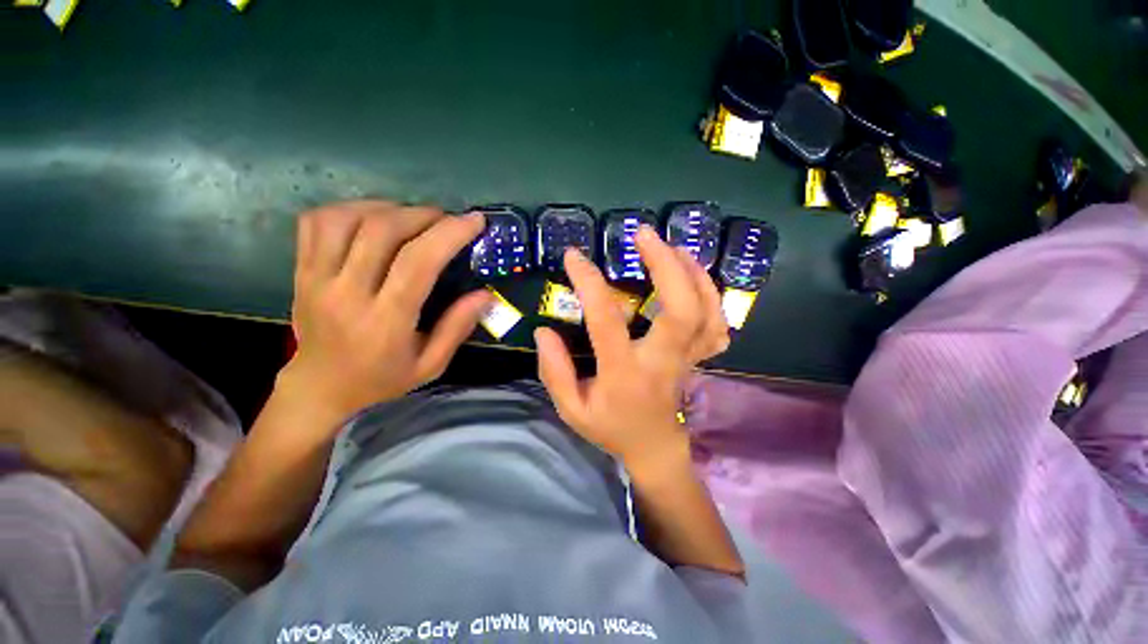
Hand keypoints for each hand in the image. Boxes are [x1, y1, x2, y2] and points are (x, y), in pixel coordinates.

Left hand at [280, 200, 490, 428]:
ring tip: (412, 217)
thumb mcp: (431, 365)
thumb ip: (457, 328)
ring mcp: (316, 279)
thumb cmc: (381, 379)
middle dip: (423, 215)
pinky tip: (373, 218)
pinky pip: (317, 222)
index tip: (474, 221)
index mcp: (384, 322)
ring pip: (347, 219)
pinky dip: (350, 208)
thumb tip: (486, 294)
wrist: (320, 387)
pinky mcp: (301, 271)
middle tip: (446, 219)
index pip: (418, 263)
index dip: (449, 234)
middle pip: (382, 231)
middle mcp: (346, 294)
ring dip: (388, 208)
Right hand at [534, 226, 729, 470]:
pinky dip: (711, 293)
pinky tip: (693, 276)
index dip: (590, 284)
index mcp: (625, 373)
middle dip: (666, 265)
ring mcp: (688, 358)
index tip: (574, 257)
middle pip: (681, 309)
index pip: (607, 321)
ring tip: (672, 246)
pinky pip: (717, 322)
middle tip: (644, 235)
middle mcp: (663, 361)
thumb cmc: (611, 428)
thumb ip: (554, 371)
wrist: (654, 448)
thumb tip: (545, 331)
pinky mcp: (698, 357)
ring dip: (693, 272)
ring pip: (707, 311)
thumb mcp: (571, 409)